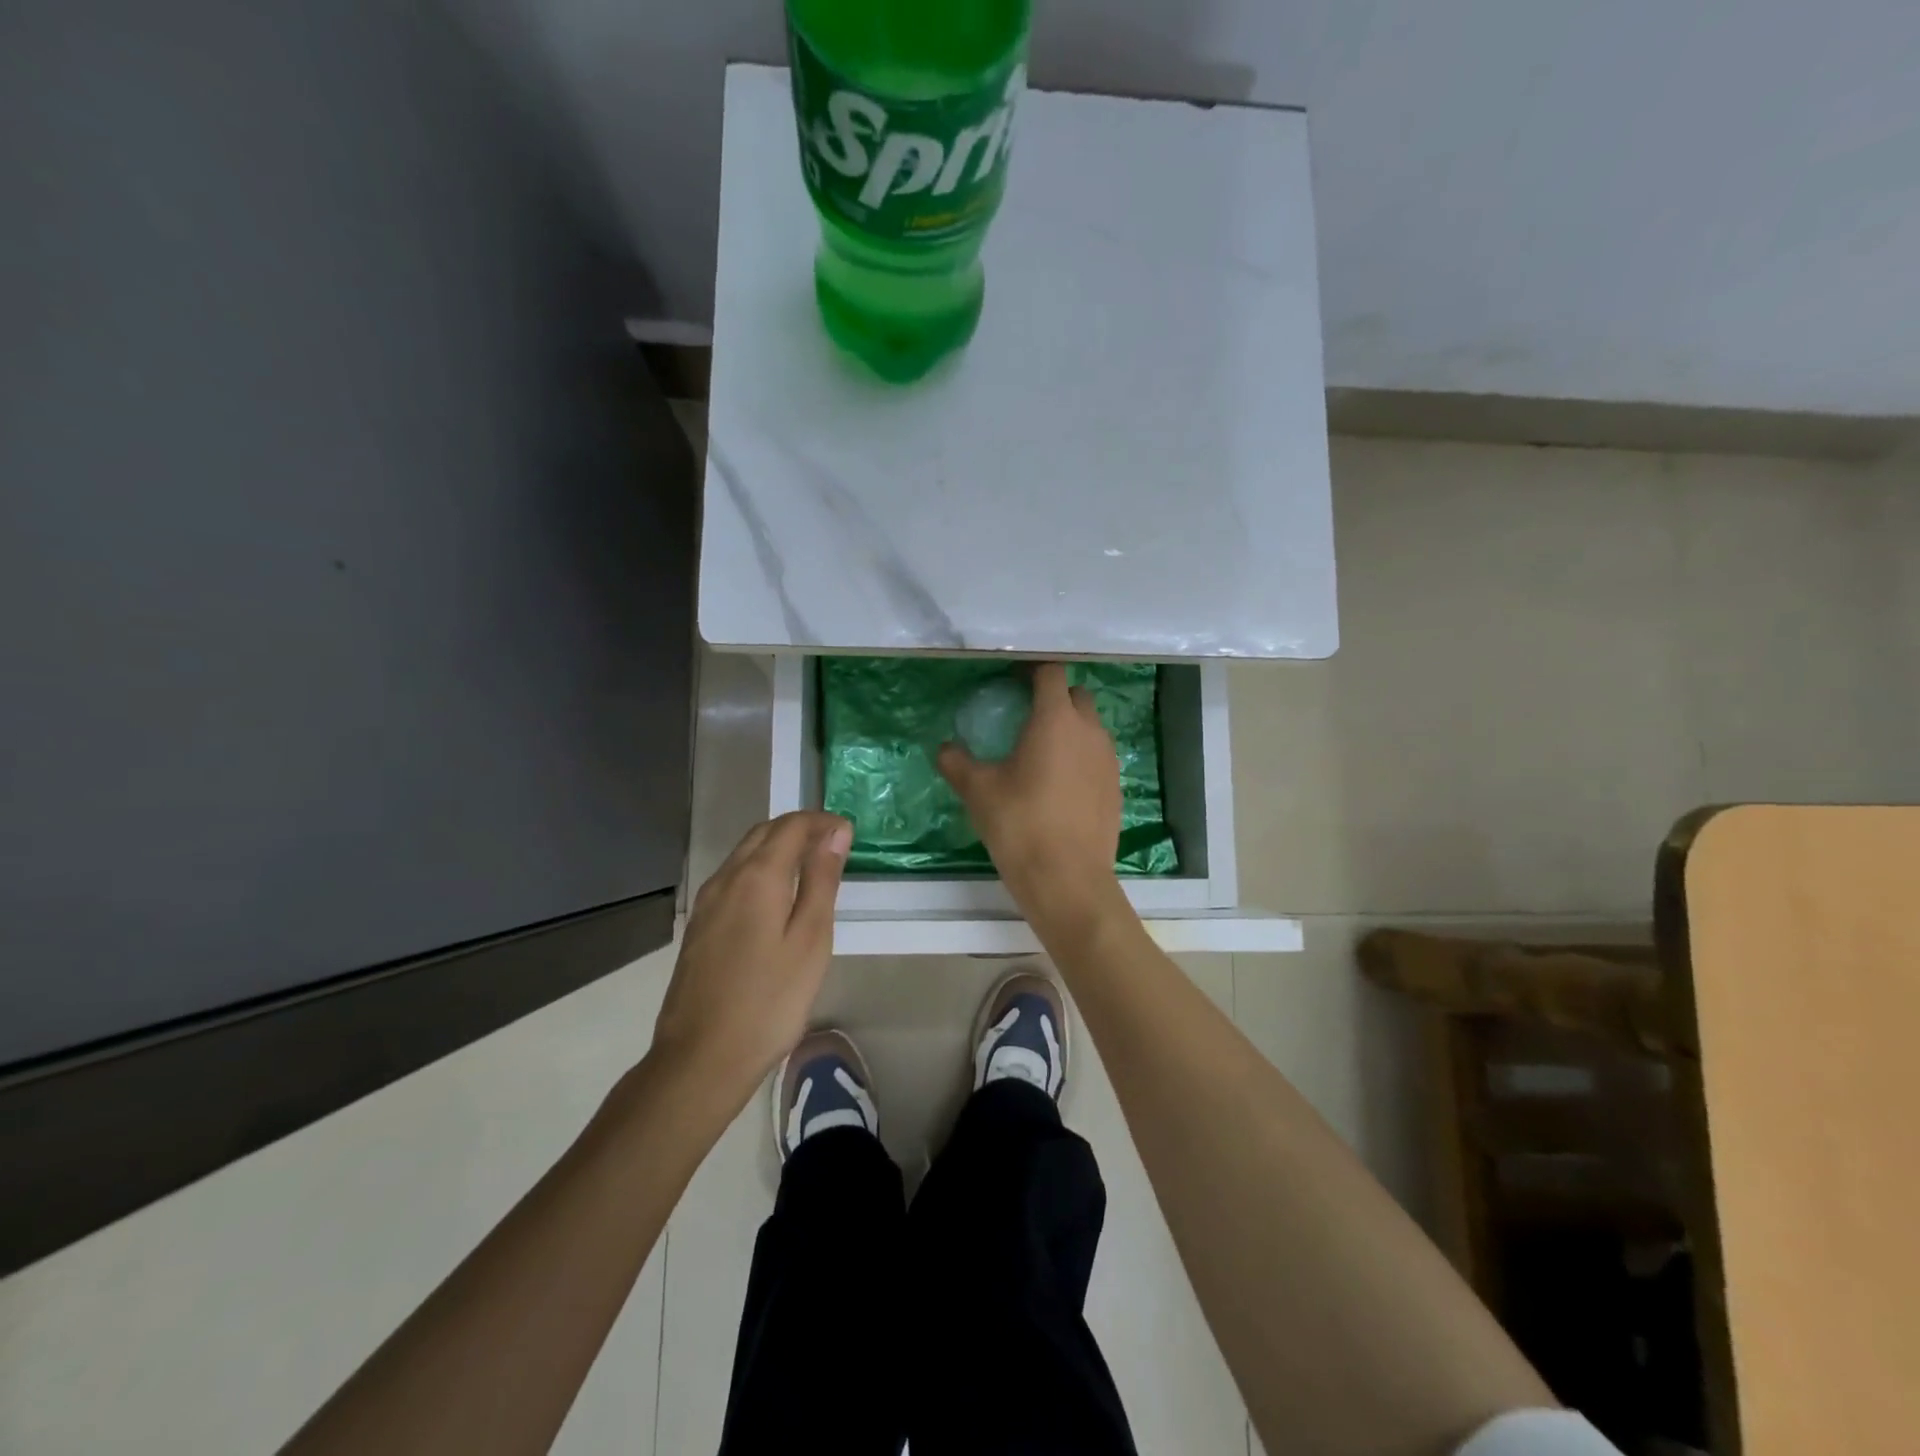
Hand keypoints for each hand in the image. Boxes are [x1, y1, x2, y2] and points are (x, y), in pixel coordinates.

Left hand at [651, 812, 850, 1105]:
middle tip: (834, 845)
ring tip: (811, 868)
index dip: (822, 822)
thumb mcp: (810, 939)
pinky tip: (776, 898)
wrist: (701, 1058)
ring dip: (778, 848)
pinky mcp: (698, 926)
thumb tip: (835, 832)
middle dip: (799, 829)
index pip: (791, 826)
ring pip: (745, 854)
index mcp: (756, 876)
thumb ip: (821, 880)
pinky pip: (733, 878)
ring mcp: (706, 903)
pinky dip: (760, 870)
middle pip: (763, 833)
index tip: (849, 833)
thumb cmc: (769, 1000)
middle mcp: (725, 878)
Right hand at [938, 662, 1122, 927]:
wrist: (1067, 879)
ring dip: (1070, 728)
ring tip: (1042, 752)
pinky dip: (1081, 758)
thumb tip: (943, 748)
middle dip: (1055, 697)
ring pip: (1091, 728)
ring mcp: (1108, 760)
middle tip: (1026, 716)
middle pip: (1076, 696)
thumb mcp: (978, 791)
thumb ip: (957, 762)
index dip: (1033, 671)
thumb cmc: (1020, 825)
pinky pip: (1098, 758)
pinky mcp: (1115, 788)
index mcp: (1056, 720)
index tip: (1013, 681)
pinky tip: (1060, 785)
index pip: (1051, 673)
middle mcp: (1089, 731)